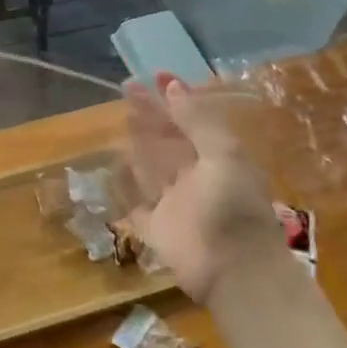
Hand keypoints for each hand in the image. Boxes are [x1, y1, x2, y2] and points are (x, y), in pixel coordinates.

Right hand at [125, 75, 279, 301]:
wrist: (234, 272)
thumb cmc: (232, 207)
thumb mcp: (222, 154)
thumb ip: (197, 120)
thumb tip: (172, 85)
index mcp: (218, 159)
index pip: (192, 120)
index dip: (175, 99)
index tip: (156, 76)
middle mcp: (196, 178)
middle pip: (168, 140)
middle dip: (150, 115)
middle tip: (127, 88)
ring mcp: (175, 203)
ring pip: (151, 166)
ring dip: (138, 143)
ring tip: (121, 118)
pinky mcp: (156, 228)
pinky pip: (135, 201)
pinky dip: (125, 185)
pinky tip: (112, 165)